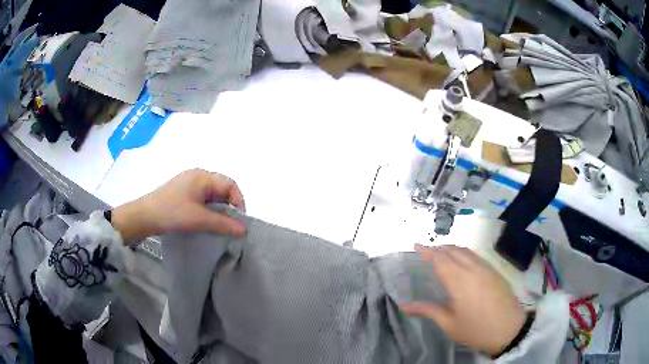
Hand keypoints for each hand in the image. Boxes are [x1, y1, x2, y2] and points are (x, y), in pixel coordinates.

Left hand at [111, 169, 245, 243]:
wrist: (143, 217)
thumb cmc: (172, 213)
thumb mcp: (199, 219)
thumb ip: (223, 224)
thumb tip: (244, 230)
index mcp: (203, 176)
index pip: (230, 185)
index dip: (238, 202)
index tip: (238, 222)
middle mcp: (198, 176)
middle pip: (222, 189)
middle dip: (228, 208)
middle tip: (229, 226)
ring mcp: (189, 184)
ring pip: (212, 196)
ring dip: (218, 211)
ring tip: (217, 226)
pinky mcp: (182, 194)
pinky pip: (202, 200)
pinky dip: (208, 211)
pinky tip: (204, 223)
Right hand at [400, 245, 524, 356]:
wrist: (509, 329)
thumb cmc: (476, 329)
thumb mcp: (449, 324)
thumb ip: (428, 310)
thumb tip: (404, 306)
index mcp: (459, 280)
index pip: (440, 258)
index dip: (427, 251)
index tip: (415, 245)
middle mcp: (473, 268)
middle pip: (453, 250)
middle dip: (438, 248)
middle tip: (425, 252)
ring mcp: (486, 268)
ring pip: (466, 251)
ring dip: (451, 249)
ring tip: (441, 255)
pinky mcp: (495, 272)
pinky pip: (476, 256)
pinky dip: (464, 254)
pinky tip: (462, 264)